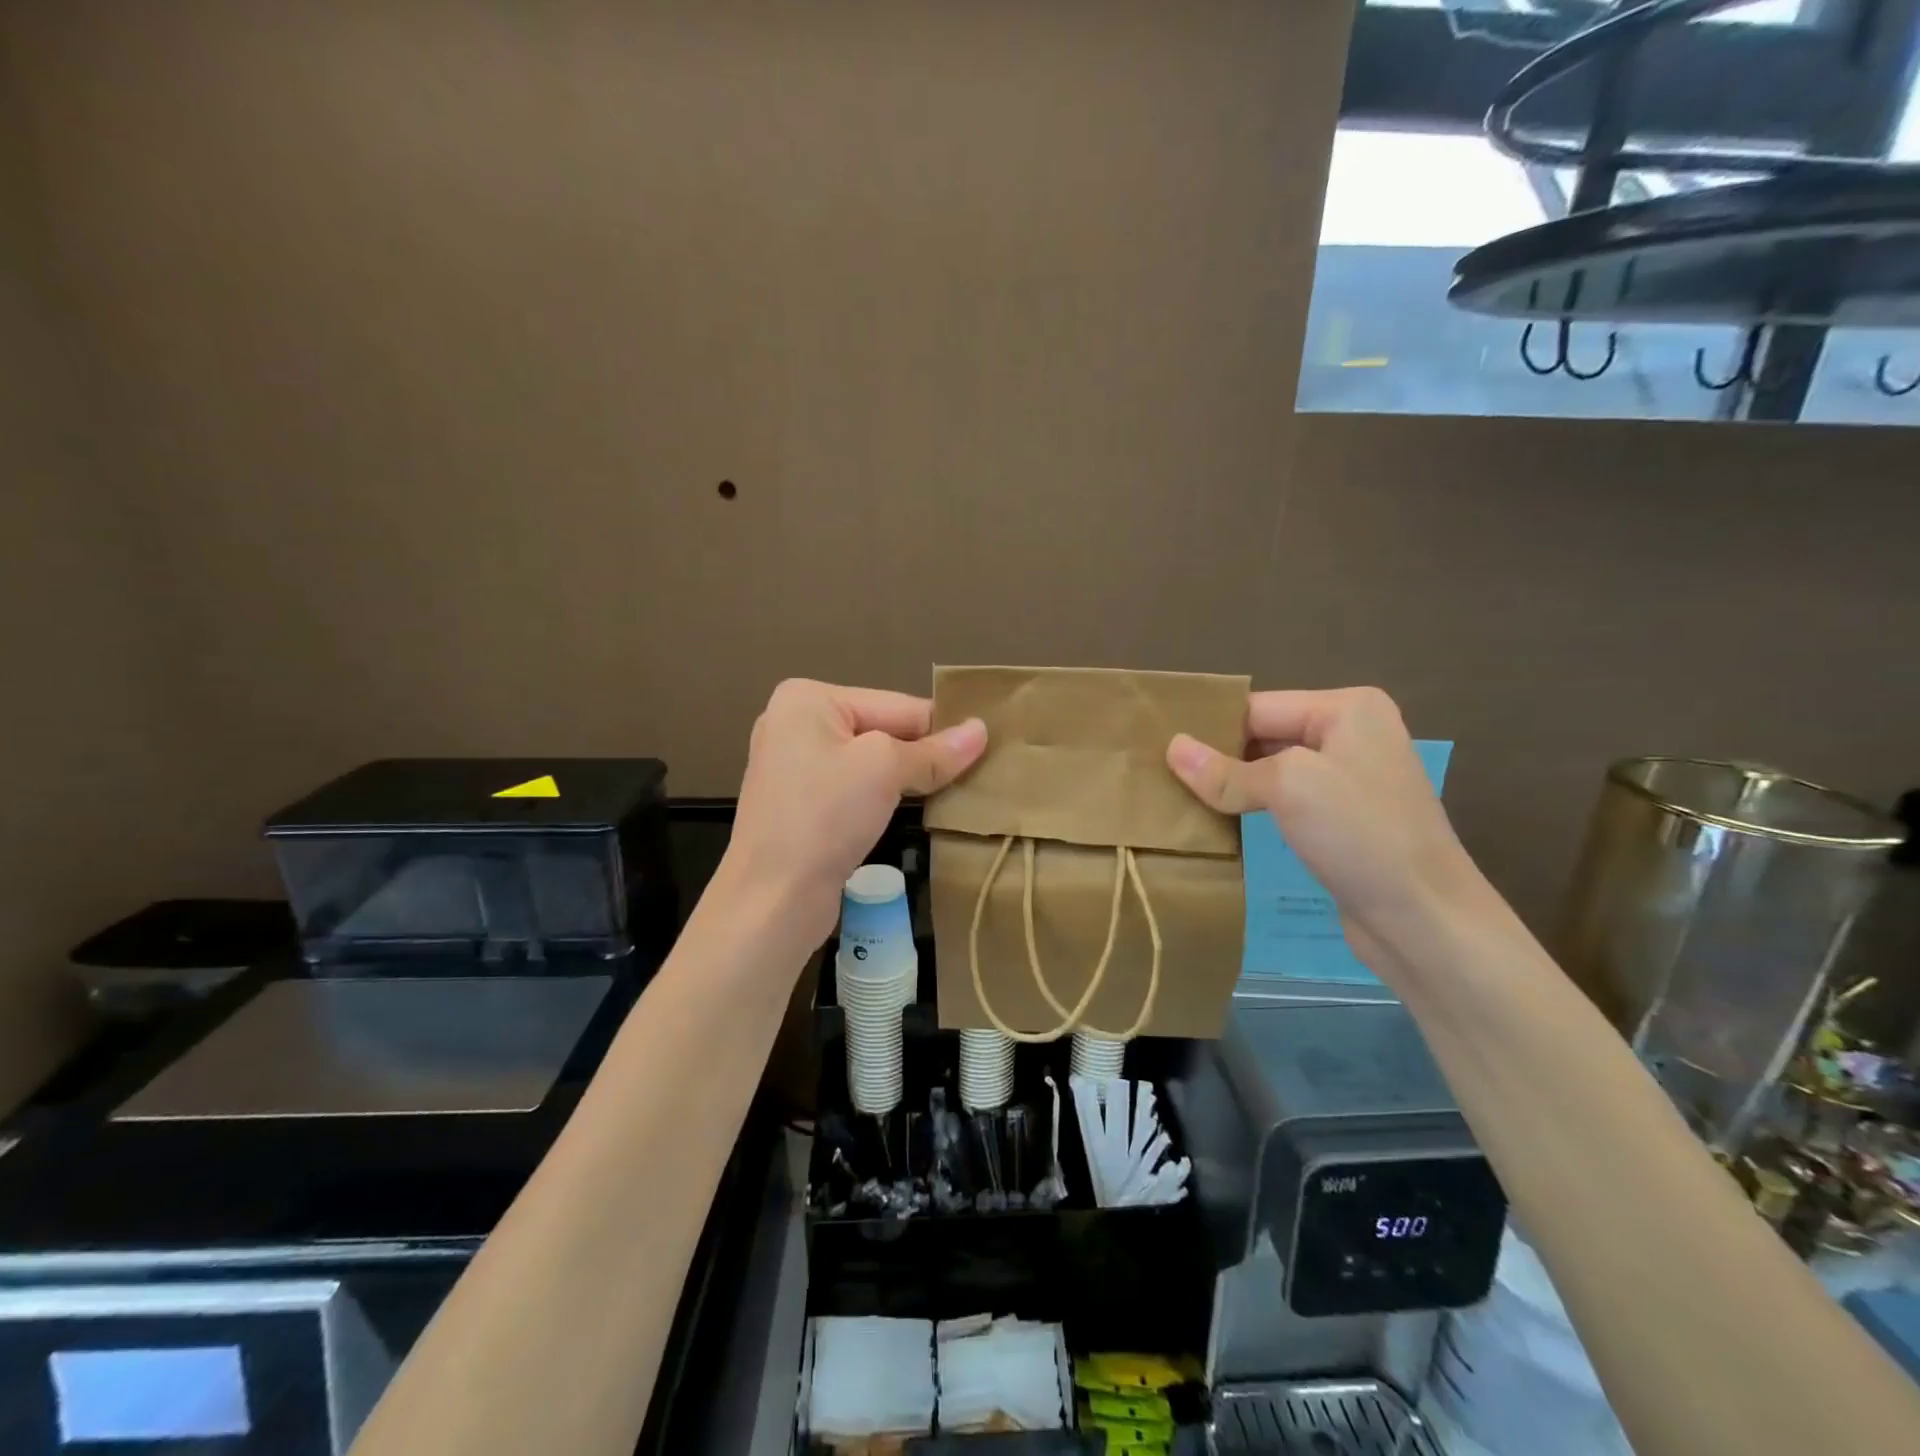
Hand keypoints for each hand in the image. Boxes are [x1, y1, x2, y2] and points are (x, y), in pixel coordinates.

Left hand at [723, 679, 987, 943]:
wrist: (772, 899)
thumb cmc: (825, 817)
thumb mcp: (885, 770)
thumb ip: (935, 751)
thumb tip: (981, 730)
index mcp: (808, 698)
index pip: (896, 705)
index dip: (942, 728)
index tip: (989, 747)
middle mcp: (796, 724)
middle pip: (883, 730)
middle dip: (925, 754)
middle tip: (980, 773)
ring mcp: (795, 766)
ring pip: (871, 762)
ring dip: (909, 778)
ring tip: (956, 792)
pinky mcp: (801, 804)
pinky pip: (855, 788)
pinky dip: (885, 797)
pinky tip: (917, 810)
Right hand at [1166, 687, 1498, 977]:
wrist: (1426, 921)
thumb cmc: (1362, 836)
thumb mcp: (1288, 788)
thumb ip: (1225, 770)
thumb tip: (1171, 748)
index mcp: (1347, 708)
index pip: (1257, 707)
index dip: (1209, 728)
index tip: (1156, 749)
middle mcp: (1350, 734)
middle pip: (1262, 736)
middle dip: (1216, 757)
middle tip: (1158, 776)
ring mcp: (1348, 779)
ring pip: (1269, 771)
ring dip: (1230, 786)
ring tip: (1176, 799)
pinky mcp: (1341, 820)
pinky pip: (1283, 802)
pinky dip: (1250, 809)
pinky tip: (1215, 822)